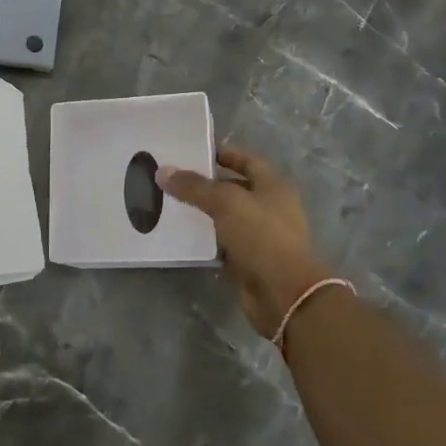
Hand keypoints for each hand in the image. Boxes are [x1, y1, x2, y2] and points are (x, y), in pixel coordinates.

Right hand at [160, 146, 330, 338]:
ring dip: (204, 213)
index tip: (195, 152)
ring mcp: (262, 236)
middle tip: (175, 179)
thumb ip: (194, 186)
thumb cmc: (261, 236)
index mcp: (273, 187)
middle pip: (236, 189)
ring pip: (228, 218)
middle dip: (208, 184)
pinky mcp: (250, 261)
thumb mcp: (225, 202)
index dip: (224, 154)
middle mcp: (271, 208)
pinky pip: (224, 243)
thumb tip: (162, 171)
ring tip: (172, 204)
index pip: (248, 161)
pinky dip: (207, 239)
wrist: (283, 293)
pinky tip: (183, 235)